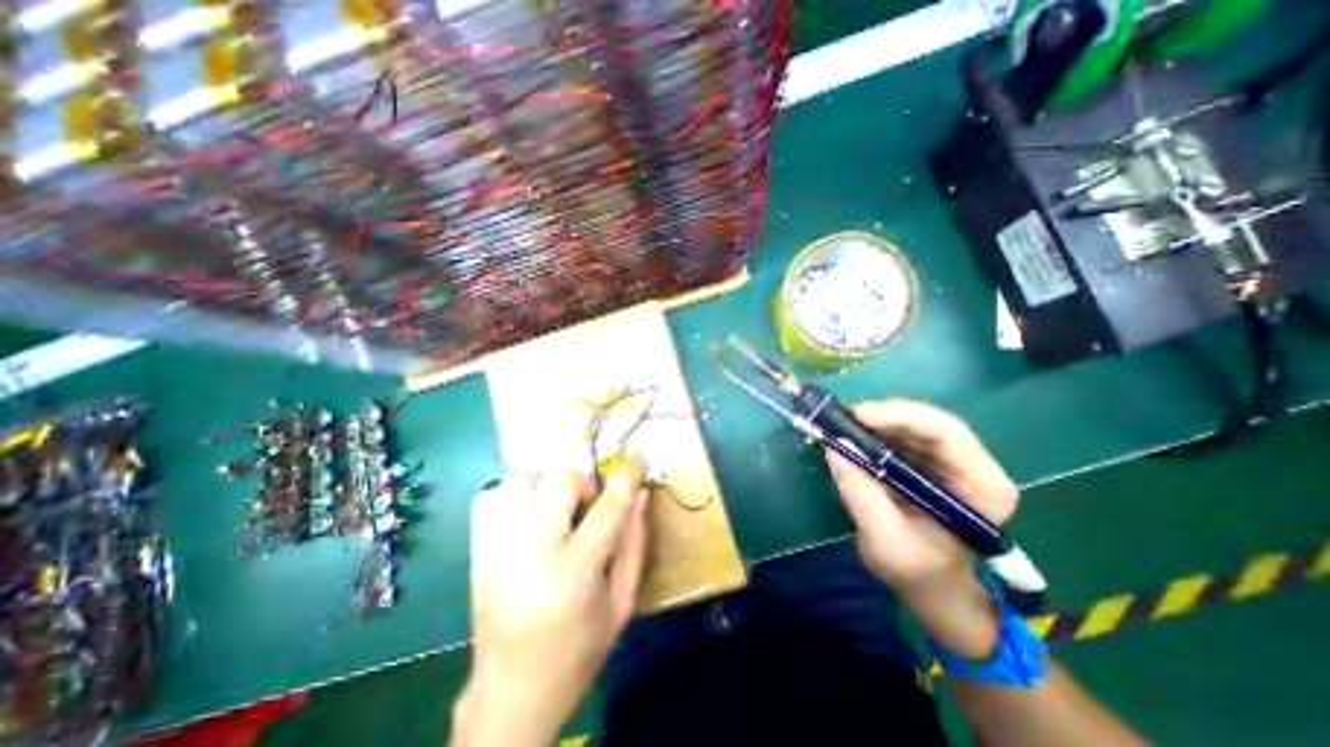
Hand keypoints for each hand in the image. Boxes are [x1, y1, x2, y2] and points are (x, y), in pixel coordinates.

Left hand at [453, 463, 648, 744]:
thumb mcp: (621, 602)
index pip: (608, 506)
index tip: (633, 468)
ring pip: (522, 481)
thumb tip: (640, 493)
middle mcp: (532, 552)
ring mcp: (497, 550)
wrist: (511, 695)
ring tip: (557, 508)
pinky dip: (513, 493)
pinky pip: (489, 496)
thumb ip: (634, 542)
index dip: (626, 478)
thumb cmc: (578, 651)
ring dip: (548, 485)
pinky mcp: (476, 552)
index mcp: (575, 571)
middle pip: (559, 481)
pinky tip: (528, 512)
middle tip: (588, 507)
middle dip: (583, 484)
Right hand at [827, 399, 1021, 655]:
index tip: (859, 415)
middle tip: (842, 417)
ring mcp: (950, 460)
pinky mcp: (927, 460)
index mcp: (981, 486)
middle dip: (883, 415)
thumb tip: (834, 448)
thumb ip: (861, 495)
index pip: (946, 433)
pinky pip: (900, 433)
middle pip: (928, 422)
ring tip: (840, 425)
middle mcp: (972, 465)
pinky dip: (873, 431)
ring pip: (912, 423)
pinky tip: (851, 435)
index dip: (901, 416)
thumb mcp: (885, 541)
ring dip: (874, 421)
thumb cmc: (918, 572)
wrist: (932, 586)